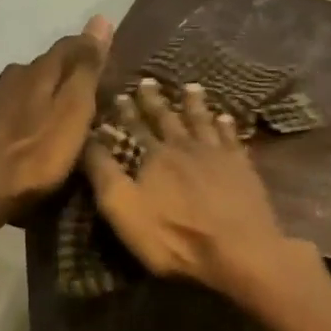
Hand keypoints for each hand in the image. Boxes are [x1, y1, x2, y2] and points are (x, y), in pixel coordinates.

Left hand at [0, 16, 111, 233]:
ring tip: (70, 112)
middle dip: (72, 73)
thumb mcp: (72, 113)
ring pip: (31, 85)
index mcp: (38, 71)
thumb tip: (100, 19)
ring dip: (51, 93)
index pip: (71, 46)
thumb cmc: (34, 157)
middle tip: (97, 92)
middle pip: (50, 65)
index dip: (93, 50)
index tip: (113, 63)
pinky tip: (39, 128)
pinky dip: (34, 111)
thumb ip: (86, 70)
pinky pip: (17, 106)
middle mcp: (14, 76)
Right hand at [82, 77, 302, 299]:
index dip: (127, 112)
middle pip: (168, 118)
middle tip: (149, 81)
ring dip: (194, 104)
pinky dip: (226, 125)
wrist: (238, 249)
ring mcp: (218, 155)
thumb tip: (87, 139)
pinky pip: (232, 138)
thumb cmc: (174, 236)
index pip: (136, 127)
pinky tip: (225, 118)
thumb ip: (104, 173)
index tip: (121, 94)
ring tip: (191, 87)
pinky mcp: (243, 168)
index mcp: (155, 156)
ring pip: (203, 121)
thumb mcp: (123, 209)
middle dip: (156, 100)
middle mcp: (186, 146)